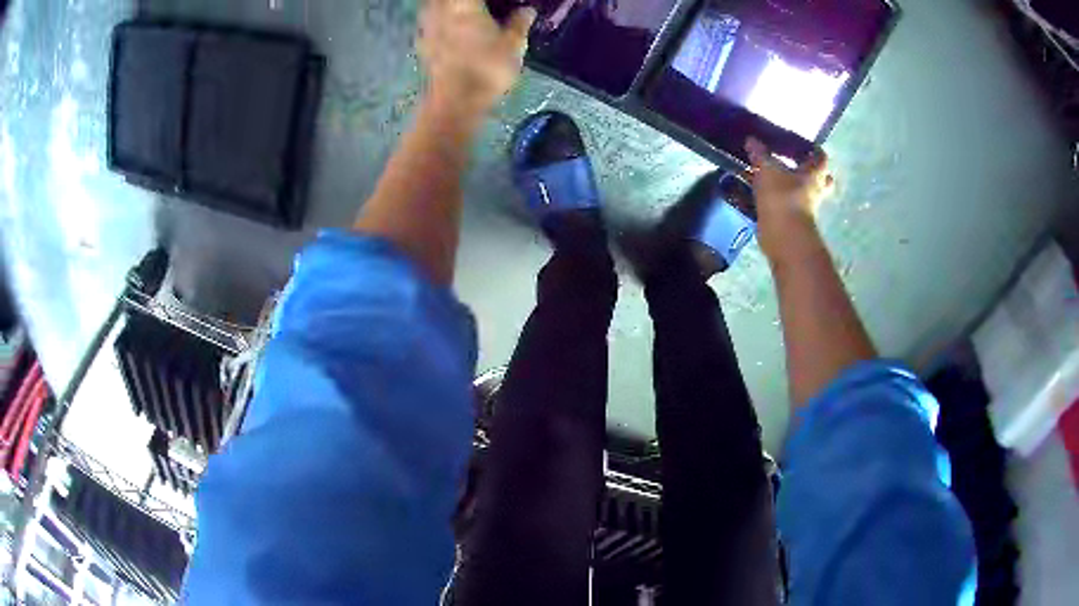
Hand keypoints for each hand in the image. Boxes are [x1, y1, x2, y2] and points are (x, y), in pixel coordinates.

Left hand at [418, 0, 536, 116]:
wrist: (455, 102)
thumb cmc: (488, 68)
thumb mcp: (514, 45)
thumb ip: (519, 23)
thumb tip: (527, 10)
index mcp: (464, 4)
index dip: (484, 0)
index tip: (497, 2)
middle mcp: (441, 10)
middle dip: (461, 2)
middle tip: (481, 7)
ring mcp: (428, 28)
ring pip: (433, 6)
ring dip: (445, 6)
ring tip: (463, 12)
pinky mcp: (422, 45)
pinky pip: (429, 22)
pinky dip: (438, 21)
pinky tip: (449, 28)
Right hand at [745, 137, 834, 258]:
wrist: (783, 235)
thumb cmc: (781, 196)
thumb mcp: (766, 169)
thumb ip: (759, 154)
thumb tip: (751, 139)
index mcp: (813, 174)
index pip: (821, 158)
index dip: (815, 151)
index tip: (806, 146)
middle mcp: (815, 191)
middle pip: (822, 180)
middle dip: (814, 174)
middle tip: (800, 166)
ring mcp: (807, 209)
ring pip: (807, 195)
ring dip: (798, 189)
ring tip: (781, 181)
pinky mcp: (795, 221)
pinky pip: (792, 207)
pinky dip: (784, 202)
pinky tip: (770, 197)